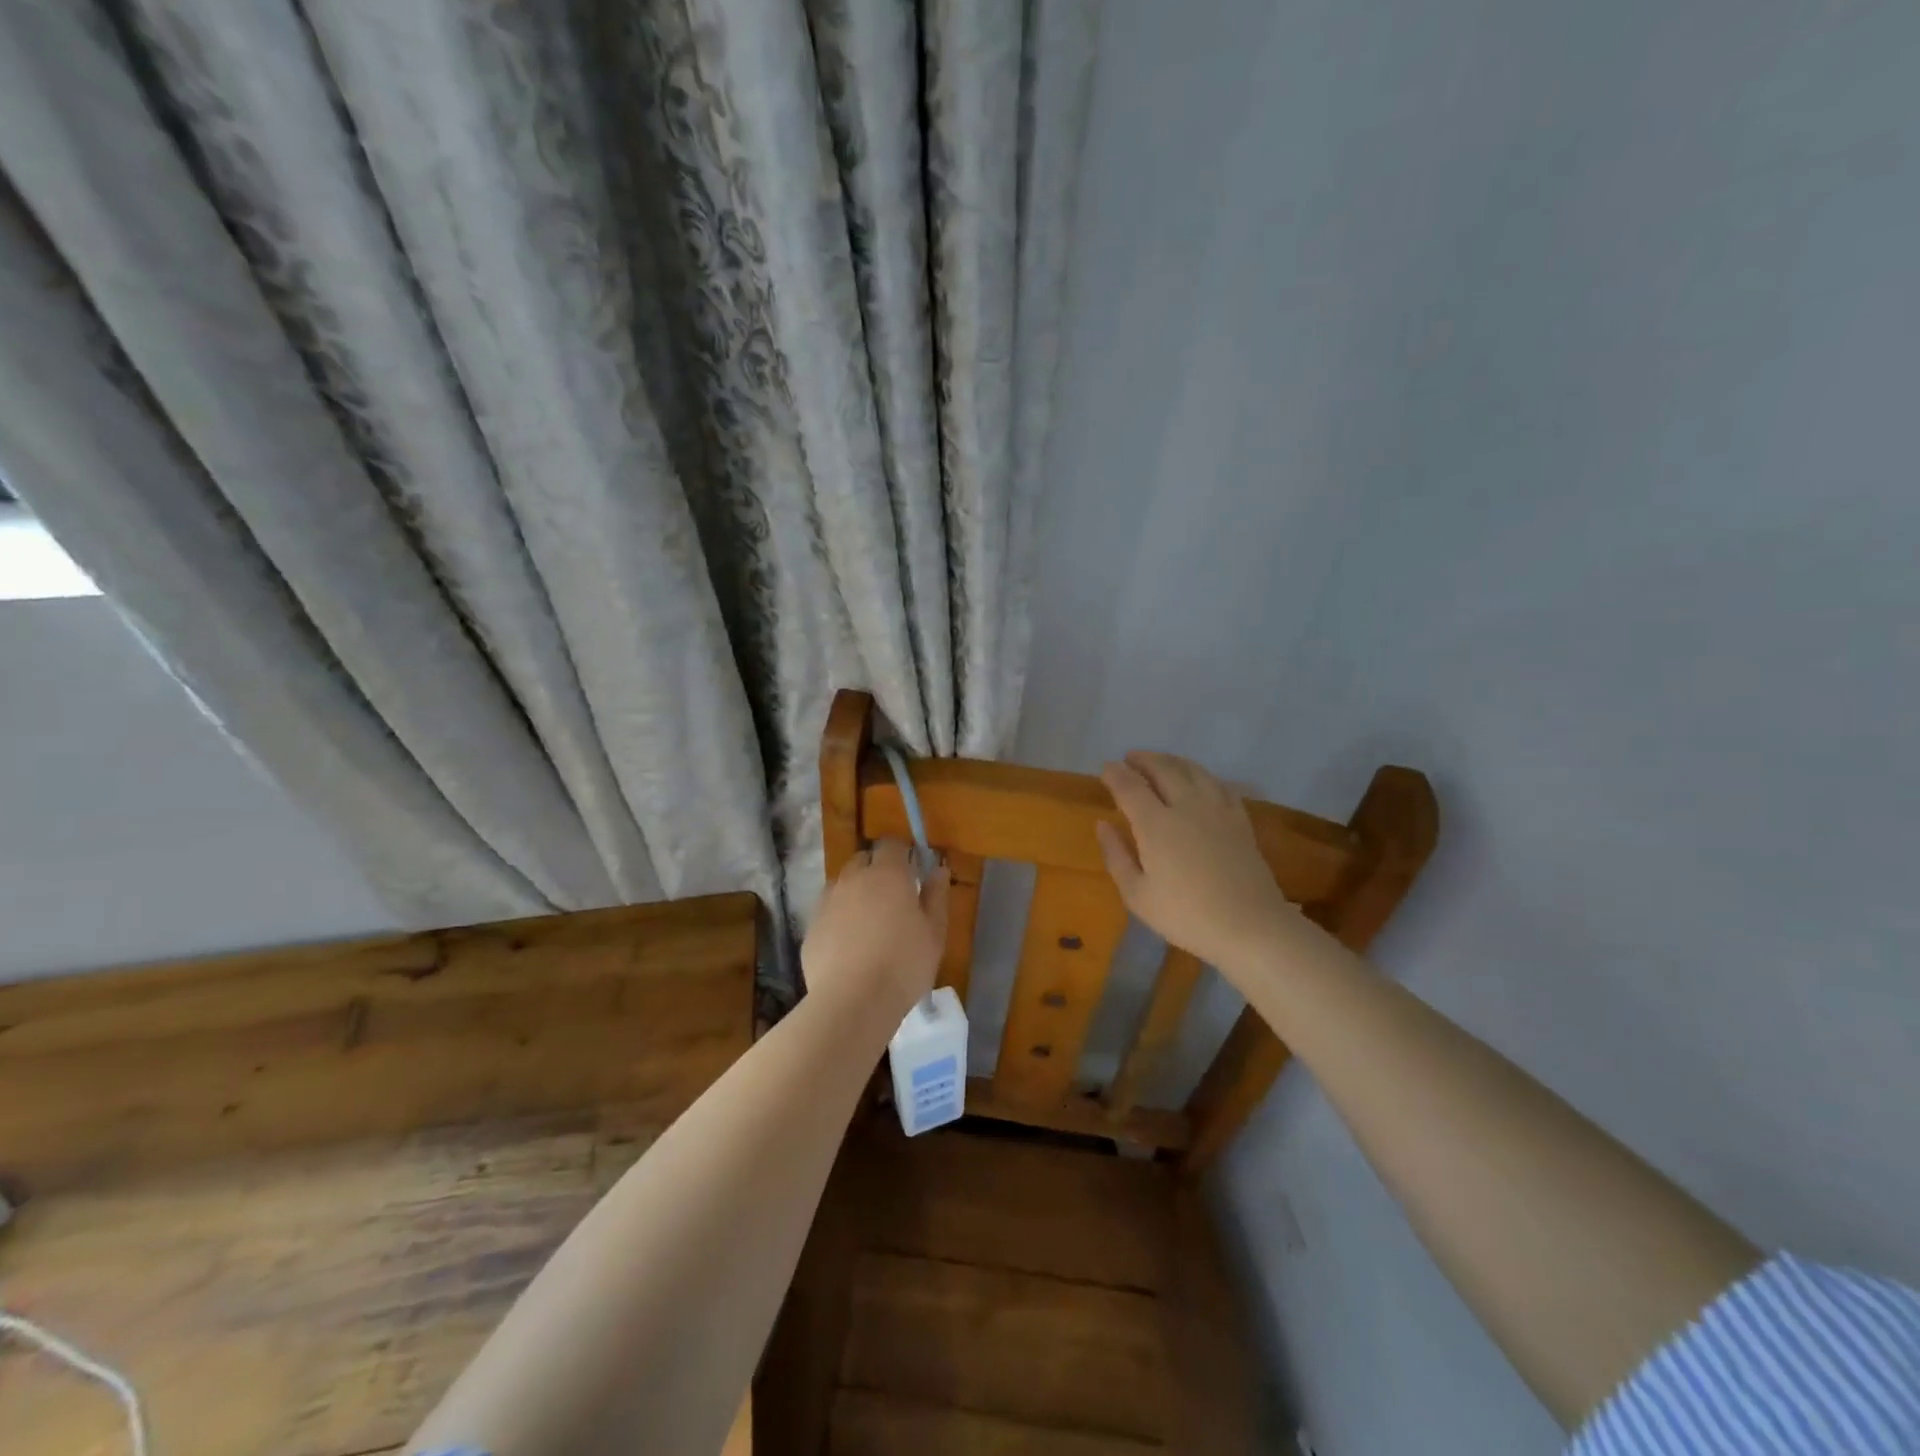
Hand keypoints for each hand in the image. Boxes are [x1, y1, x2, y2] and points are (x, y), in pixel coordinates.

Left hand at [802, 839, 949, 1018]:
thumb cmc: (904, 963)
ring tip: (869, 922)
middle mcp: (853, 879)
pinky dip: (839, 919)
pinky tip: (849, 945)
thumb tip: (938, 869)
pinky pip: (828, 912)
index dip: (902, 853)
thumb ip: (936, 895)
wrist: (853, 1001)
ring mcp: (827, 902)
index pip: (892, 844)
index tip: (912, 871)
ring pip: (842, 885)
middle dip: (877, 869)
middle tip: (893, 896)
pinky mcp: (811, 927)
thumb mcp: (934, 931)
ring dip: (855, 892)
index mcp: (887, 874)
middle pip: (863, 860)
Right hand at [1095, 751, 1301, 973]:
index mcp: (1156, 825)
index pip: (1130, 787)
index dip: (1115, 774)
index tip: (1105, 768)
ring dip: (1172, 760)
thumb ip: (1116, 856)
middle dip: (1143, 759)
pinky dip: (1202, 775)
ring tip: (1160, 762)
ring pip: (1193, 770)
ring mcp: (1217, 810)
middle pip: (1163, 769)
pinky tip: (1199, 780)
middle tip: (1130, 758)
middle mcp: (1186, 806)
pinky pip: (1219, 784)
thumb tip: (1103, 824)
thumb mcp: (1137, 895)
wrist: (1250, 926)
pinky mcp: (1239, 819)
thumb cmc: (1186, 915)